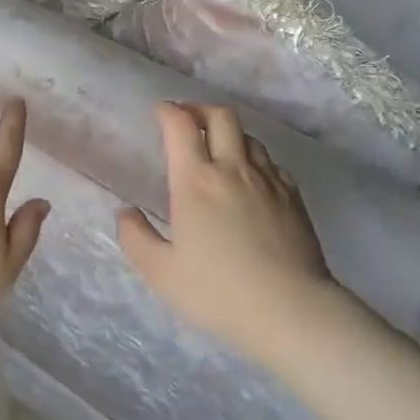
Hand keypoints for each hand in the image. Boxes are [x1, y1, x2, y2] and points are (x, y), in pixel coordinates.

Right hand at [117, 102, 332, 358]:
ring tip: (219, 151)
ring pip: (249, 137)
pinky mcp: (293, 197)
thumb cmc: (219, 291)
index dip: (168, 111)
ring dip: (229, 134)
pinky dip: (255, 161)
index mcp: (196, 181)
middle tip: (188, 121)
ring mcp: (268, 180)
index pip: (180, 125)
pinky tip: (251, 181)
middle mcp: (233, 169)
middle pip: (221, 116)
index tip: (160, 113)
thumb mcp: (162, 273)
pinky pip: (272, 163)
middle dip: (200, 109)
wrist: (291, 310)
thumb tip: (126, 212)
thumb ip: (136, 238)